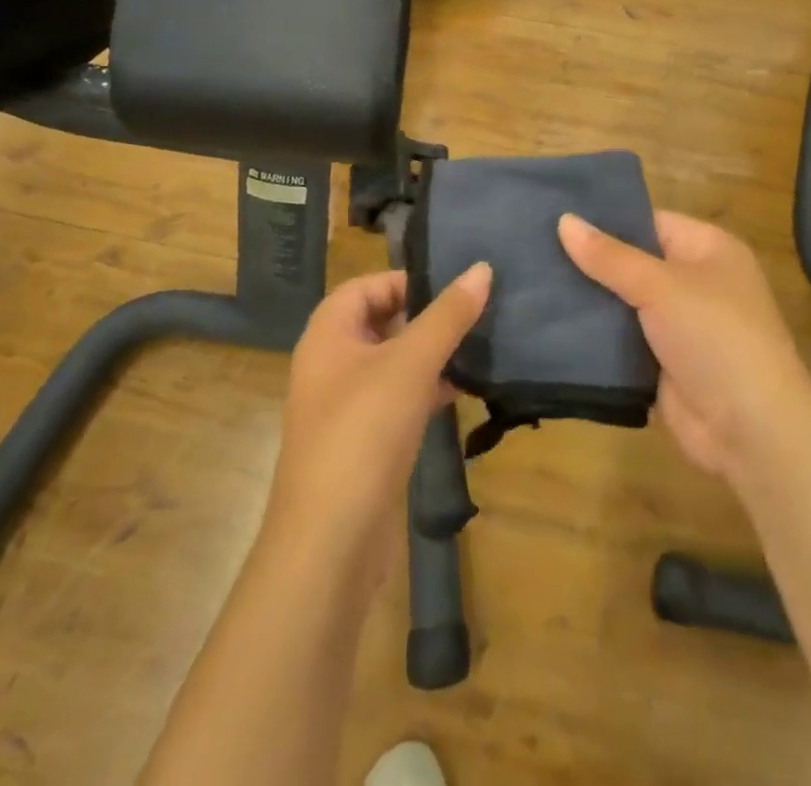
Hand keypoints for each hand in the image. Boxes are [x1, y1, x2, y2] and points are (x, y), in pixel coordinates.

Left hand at [266, 264, 490, 583]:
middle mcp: (332, 363)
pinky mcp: (365, 441)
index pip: (367, 285)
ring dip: (433, 354)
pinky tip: (466, 389)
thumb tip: (482, 268)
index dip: (408, 280)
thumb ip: (448, 315)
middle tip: (477, 311)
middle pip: (382, 321)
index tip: (454, 287)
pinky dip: (429, 389)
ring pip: (395, 362)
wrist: (330, 543)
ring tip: (481, 345)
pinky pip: (400, 399)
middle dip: (427, 316)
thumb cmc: (363, 432)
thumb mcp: (410, 364)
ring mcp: (347, 405)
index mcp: (328, 334)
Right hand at [559, 212, 810, 482]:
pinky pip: (623, 340)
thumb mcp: (661, 286)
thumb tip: (564, 220)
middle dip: (590, 261)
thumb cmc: (714, 336)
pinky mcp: (663, 362)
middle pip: (633, 262)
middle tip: (532, 250)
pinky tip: (551, 324)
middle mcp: (695, 281)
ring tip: (531, 283)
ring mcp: (679, 325)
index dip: (606, 220)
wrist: (750, 429)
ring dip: (589, 300)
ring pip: (624, 303)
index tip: (556, 217)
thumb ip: (610, 257)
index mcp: (707, 249)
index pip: (649, 222)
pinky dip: (596, 336)